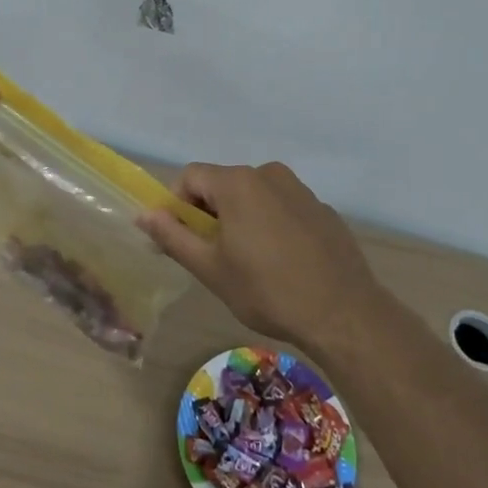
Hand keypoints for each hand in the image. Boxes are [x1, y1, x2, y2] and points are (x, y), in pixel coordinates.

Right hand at [137, 162, 382, 351]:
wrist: (344, 313)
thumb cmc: (267, 290)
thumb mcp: (211, 269)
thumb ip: (173, 237)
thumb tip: (144, 214)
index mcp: (237, 183)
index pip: (190, 177)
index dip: (177, 206)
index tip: (183, 241)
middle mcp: (268, 174)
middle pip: (222, 184)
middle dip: (209, 214)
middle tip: (214, 257)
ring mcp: (299, 189)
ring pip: (253, 196)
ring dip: (241, 219)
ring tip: (249, 263)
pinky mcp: (321, 208)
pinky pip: (282, 207)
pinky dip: (272, 225)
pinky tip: (283, 263)